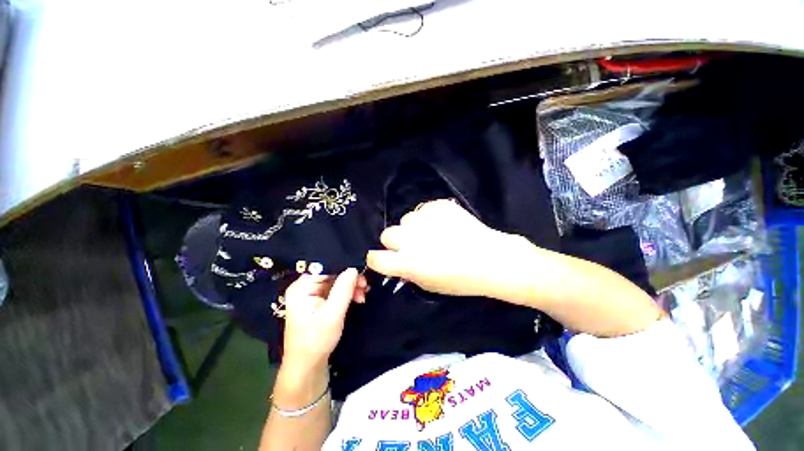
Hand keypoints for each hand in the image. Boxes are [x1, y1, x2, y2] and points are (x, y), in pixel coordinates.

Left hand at [281, 269, 367, 372]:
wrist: (308, 366)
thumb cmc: (316, 340)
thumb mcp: (333, 314)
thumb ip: (343, 289)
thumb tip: (354, 267)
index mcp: (302, 287)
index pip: (325, 267)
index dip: (344, 266)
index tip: (361, 271)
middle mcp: (306, 287)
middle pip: (332, 273)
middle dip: (350, 279)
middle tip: (365, 284)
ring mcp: (313, 294)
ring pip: (337, 281)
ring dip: (351, 286)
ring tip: (363, 293)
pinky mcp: (320, 302)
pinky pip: (337, 290)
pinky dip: (348, 293)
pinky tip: (358, 298)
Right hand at [367, 199, 526, 297]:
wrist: (491, 259)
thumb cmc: (461, 279)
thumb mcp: (429, 285)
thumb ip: (408, 272)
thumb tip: (398, 262)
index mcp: (408, 263)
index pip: (376, 258)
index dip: (377, 259)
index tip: (383, 259)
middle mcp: (412, 239)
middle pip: (387, 234)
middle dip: (394, 241)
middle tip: (410, 245)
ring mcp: (425, 219)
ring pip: (406, 219)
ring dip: (413, 227)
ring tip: (432, 233)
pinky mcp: (439, 206)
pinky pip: (424, 209)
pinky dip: (429, 217)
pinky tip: (443, 224)